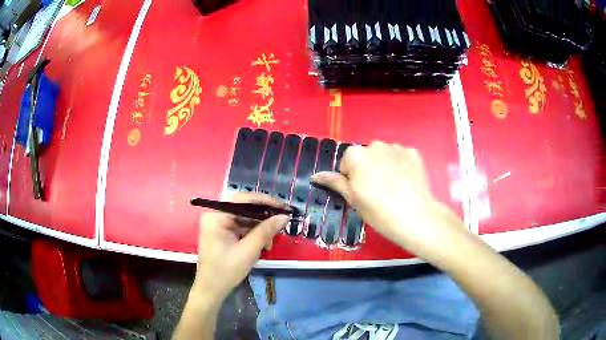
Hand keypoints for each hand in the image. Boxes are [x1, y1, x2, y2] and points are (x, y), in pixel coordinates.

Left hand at [191, 193, 288, 302]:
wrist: (211, 290)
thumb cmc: (226, 270)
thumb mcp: (248, 251)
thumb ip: (266, 231)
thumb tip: (284, 217)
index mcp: (216, 216)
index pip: (243, 200)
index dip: (265, 202)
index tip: (284, 207)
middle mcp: (215, 216)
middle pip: (244, 209)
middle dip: (263, 219)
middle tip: (281, 224)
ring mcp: (217, 225)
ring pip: (244, 220)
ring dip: (260, 230)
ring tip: (271, 243)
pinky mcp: (221, 234)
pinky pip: (240, 228)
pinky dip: (253, 236)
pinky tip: (263, 246)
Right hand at [311, 141, 463, 256]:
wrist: (414, 216)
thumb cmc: (378, 211)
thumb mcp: (353, 199)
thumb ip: (334, 182)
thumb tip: (316, 176)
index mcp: (356, 155)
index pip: (347, 163)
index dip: (351, 179)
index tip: (361, 193)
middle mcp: (375, 145)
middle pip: (366, 156)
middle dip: (367, 169)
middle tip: (377, 191)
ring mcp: (397, 147)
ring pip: (384, 155)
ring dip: (384, 165)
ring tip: (393, 187)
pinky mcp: (413, 153)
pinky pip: (401, 156)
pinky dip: (401, 165)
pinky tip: (405, 181)